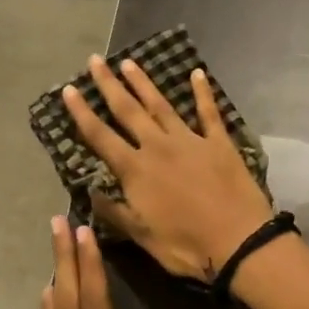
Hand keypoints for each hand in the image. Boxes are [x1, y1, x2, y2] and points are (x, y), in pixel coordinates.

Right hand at [62, 56, 273, 280]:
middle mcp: (159, 147)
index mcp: (136, 171)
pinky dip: (203, 92)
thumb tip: (90, 192)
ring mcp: (191, 141)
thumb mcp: (142, 237)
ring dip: (144, 83)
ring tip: (129, 62)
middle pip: (128, 111)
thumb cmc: (187, 246)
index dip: (82, 113)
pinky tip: (197, 73)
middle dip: (109, 85)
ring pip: (162, 105)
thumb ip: (115, 212)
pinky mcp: (219, 143)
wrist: (239, 241)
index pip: (101, 137)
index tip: (68, 90)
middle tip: (95, 61)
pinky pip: (209, 112)